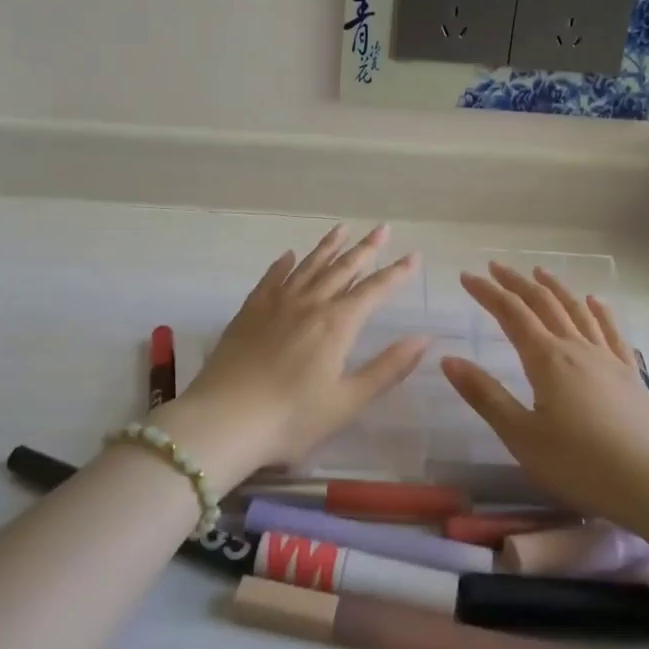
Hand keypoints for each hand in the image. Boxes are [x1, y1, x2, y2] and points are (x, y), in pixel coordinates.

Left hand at [164, 224, 427, 485]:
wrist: (224, 420)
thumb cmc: (292, 419)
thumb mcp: (348, 401)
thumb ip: (388, 368)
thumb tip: (423, 338)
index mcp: (337, 324)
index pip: (374, 290)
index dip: (396, 273)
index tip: (414, 255)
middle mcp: (309, 303)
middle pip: (342, 268)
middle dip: (366, 249)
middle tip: (382, 228)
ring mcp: (275, 304)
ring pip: (308, 266)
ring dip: (328, 247)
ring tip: (342, 229)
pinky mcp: (249, 312)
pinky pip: (271, 278)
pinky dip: (283, 264)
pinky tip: (289, 256)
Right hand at [440, 262, 648, 532]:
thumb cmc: (580, 465)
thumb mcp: (521, 436)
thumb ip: (485, 395)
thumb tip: (448, 359)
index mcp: (547, 359)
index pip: (511, 314)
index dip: (488, 292)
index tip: (467, 276)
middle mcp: (577, 349)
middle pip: (544, 304)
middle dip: (517, 283)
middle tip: (495, 266)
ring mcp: (608, 359)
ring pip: (577, 311)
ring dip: (555, 288)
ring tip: (540, 272)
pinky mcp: (631, 375)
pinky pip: (612, 332)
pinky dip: (600, 311)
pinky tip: (595, 302)